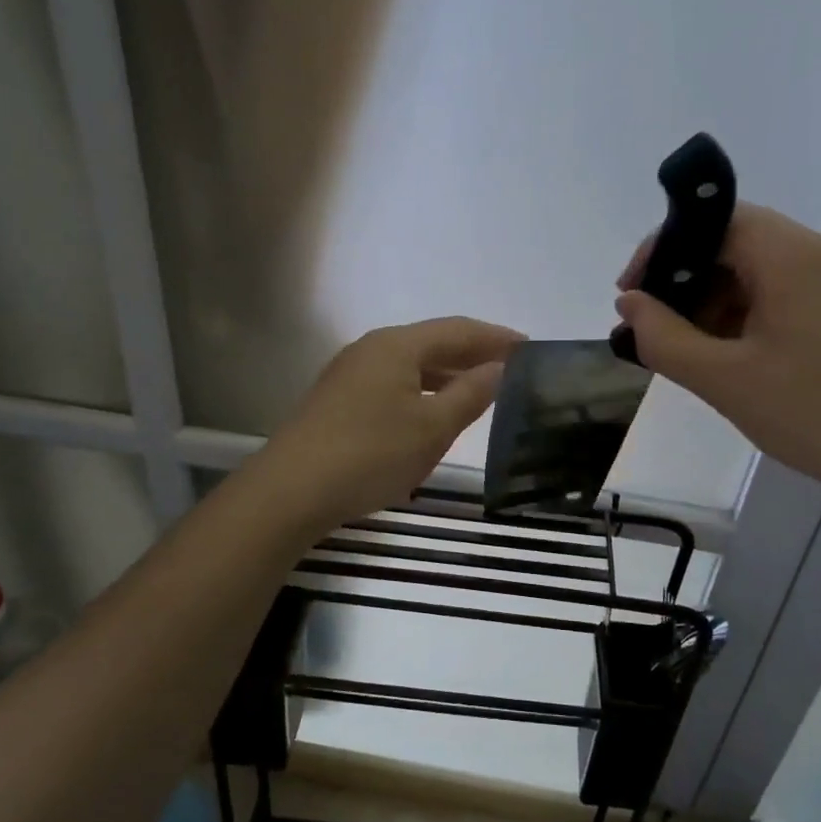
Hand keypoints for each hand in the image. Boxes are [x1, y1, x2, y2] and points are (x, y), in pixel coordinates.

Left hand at [255, 316, 523, 532]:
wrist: (290, 491)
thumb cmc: (370, 454)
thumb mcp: (432, 427)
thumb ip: (470, 394)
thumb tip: (499, 368)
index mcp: (397, 345)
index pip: (459, 329)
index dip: (497, 337)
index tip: (531, 347)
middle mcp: (372, 349)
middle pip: (433, 343)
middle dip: (473, 354)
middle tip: (513, 369)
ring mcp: (351, 374)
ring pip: (412, 365)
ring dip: (448, 374)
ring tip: (481, 390)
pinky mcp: (339, 401)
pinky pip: (394, 384)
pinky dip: (423, 390)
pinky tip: (434, 412)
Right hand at [615, 203, 820, 499]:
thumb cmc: (814, 412)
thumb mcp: (724, 379)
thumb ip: (665, 338)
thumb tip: (629, 305)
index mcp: (791, 257)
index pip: (715, 220)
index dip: (664, 248)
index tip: (633, 293)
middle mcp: (819, 256)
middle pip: (736, 244)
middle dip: (686, 281)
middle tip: (654, 328)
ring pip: (758, 273)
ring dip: (714, 303)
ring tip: (687, 351)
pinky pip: (782, 297)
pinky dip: (745, 318)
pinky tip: (729, 359)